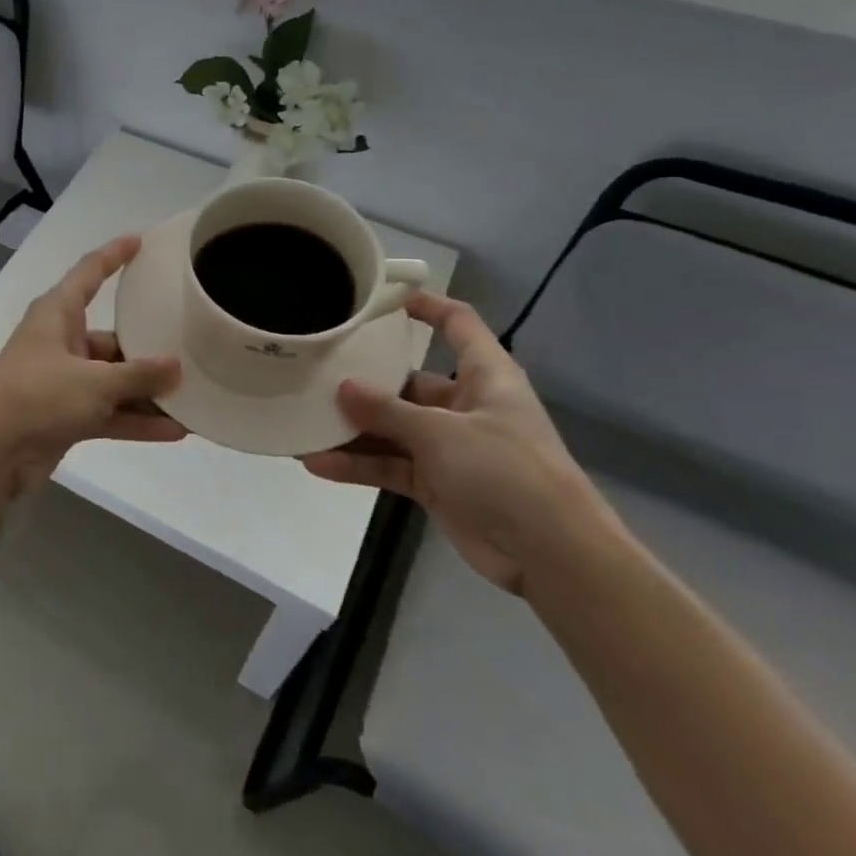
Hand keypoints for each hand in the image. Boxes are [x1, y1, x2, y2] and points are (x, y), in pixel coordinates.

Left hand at [0, 236, 185, 496]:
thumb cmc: (37, 396)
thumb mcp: (94, 382)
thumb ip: (138, 375)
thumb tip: (177, 368)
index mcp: (58, 314)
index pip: (90, 272)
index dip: (114, 255)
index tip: (141, 241)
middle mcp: (61, 342)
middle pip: (112, 338)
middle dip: (149, 348)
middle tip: (192, 349)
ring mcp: (63, 381)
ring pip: (114, 380)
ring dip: (148, 391)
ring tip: (194, 397)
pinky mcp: (65, 416)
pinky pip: (109, 412)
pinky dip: (136, 420)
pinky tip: (175, 431)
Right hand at [303, 291, 616, 594]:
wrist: (551, 555)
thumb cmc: (507, 471)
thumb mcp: (442, 433)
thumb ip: (388, 411)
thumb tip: (343, 387)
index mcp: (484, 376)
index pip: (457, 324)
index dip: (425, 306)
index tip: (380, 300)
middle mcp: (464, 405)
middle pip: (407, 381)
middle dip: (364, 381)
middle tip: (315, 372)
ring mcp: (448, 447)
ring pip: (392, 428)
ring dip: (353, 429)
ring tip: (304, 420)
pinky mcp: (436, 483)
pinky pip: (389, 465)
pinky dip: (358, 466)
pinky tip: (317, 463)